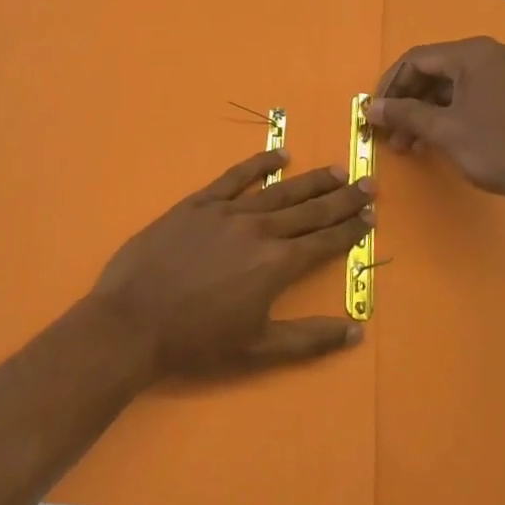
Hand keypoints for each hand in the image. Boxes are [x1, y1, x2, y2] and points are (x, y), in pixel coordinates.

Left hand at [87, 149, 373, 377]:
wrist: (133, 321)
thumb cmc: (197, 341)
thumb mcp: (258, 349)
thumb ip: (309, 338)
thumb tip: (357, 331)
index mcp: (277, 264)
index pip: (324, 241)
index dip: (350, 229)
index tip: (371, 216)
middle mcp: (260, 230)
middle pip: (310, 210)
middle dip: (342, 197)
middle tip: (368, 183)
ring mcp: (228, 212)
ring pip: (279, 190)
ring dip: (311, 180)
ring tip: (336, 170)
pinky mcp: (198, 203)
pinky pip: (235, 177)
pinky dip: (259, 164)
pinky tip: (279, 155)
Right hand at [370, 36, 504, 204]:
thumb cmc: (496, 147)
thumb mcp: (444, 130)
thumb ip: (404, 114)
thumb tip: (370, 109)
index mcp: (472, 53)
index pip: (416, 60)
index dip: (390, 86)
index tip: (374, 113)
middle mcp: (486, 55)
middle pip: (430, 71)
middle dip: (405, 102)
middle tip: (387, 132)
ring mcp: (498, 74)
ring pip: (445, 87)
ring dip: (421, 113)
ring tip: (404, 145)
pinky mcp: (504, 94)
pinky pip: (463, 97)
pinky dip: (442, 116)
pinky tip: (427, 141)